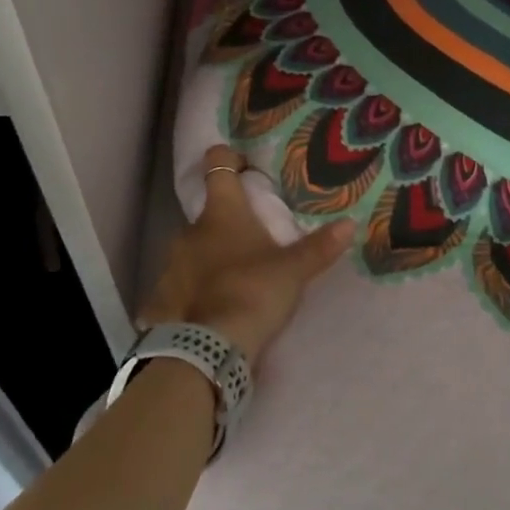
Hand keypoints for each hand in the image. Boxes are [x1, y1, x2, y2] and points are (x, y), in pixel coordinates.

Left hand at [138, 145, 352, 366]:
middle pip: (209, 214)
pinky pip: (179, 286)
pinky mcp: (159, 299)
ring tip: (235, 280)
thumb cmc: (252, 293)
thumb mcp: (293, 271)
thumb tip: (350, 224)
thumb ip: (320, 247)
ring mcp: (170, 265)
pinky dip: (193, 292)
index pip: (217, 165)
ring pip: (193, 250)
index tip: (242, 165)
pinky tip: (210, 310)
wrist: (205, 351)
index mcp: (222, 212)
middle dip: (227, 223)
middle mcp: (190, 230)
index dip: (227, 158)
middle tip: (253, 240)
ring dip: (209, 258)